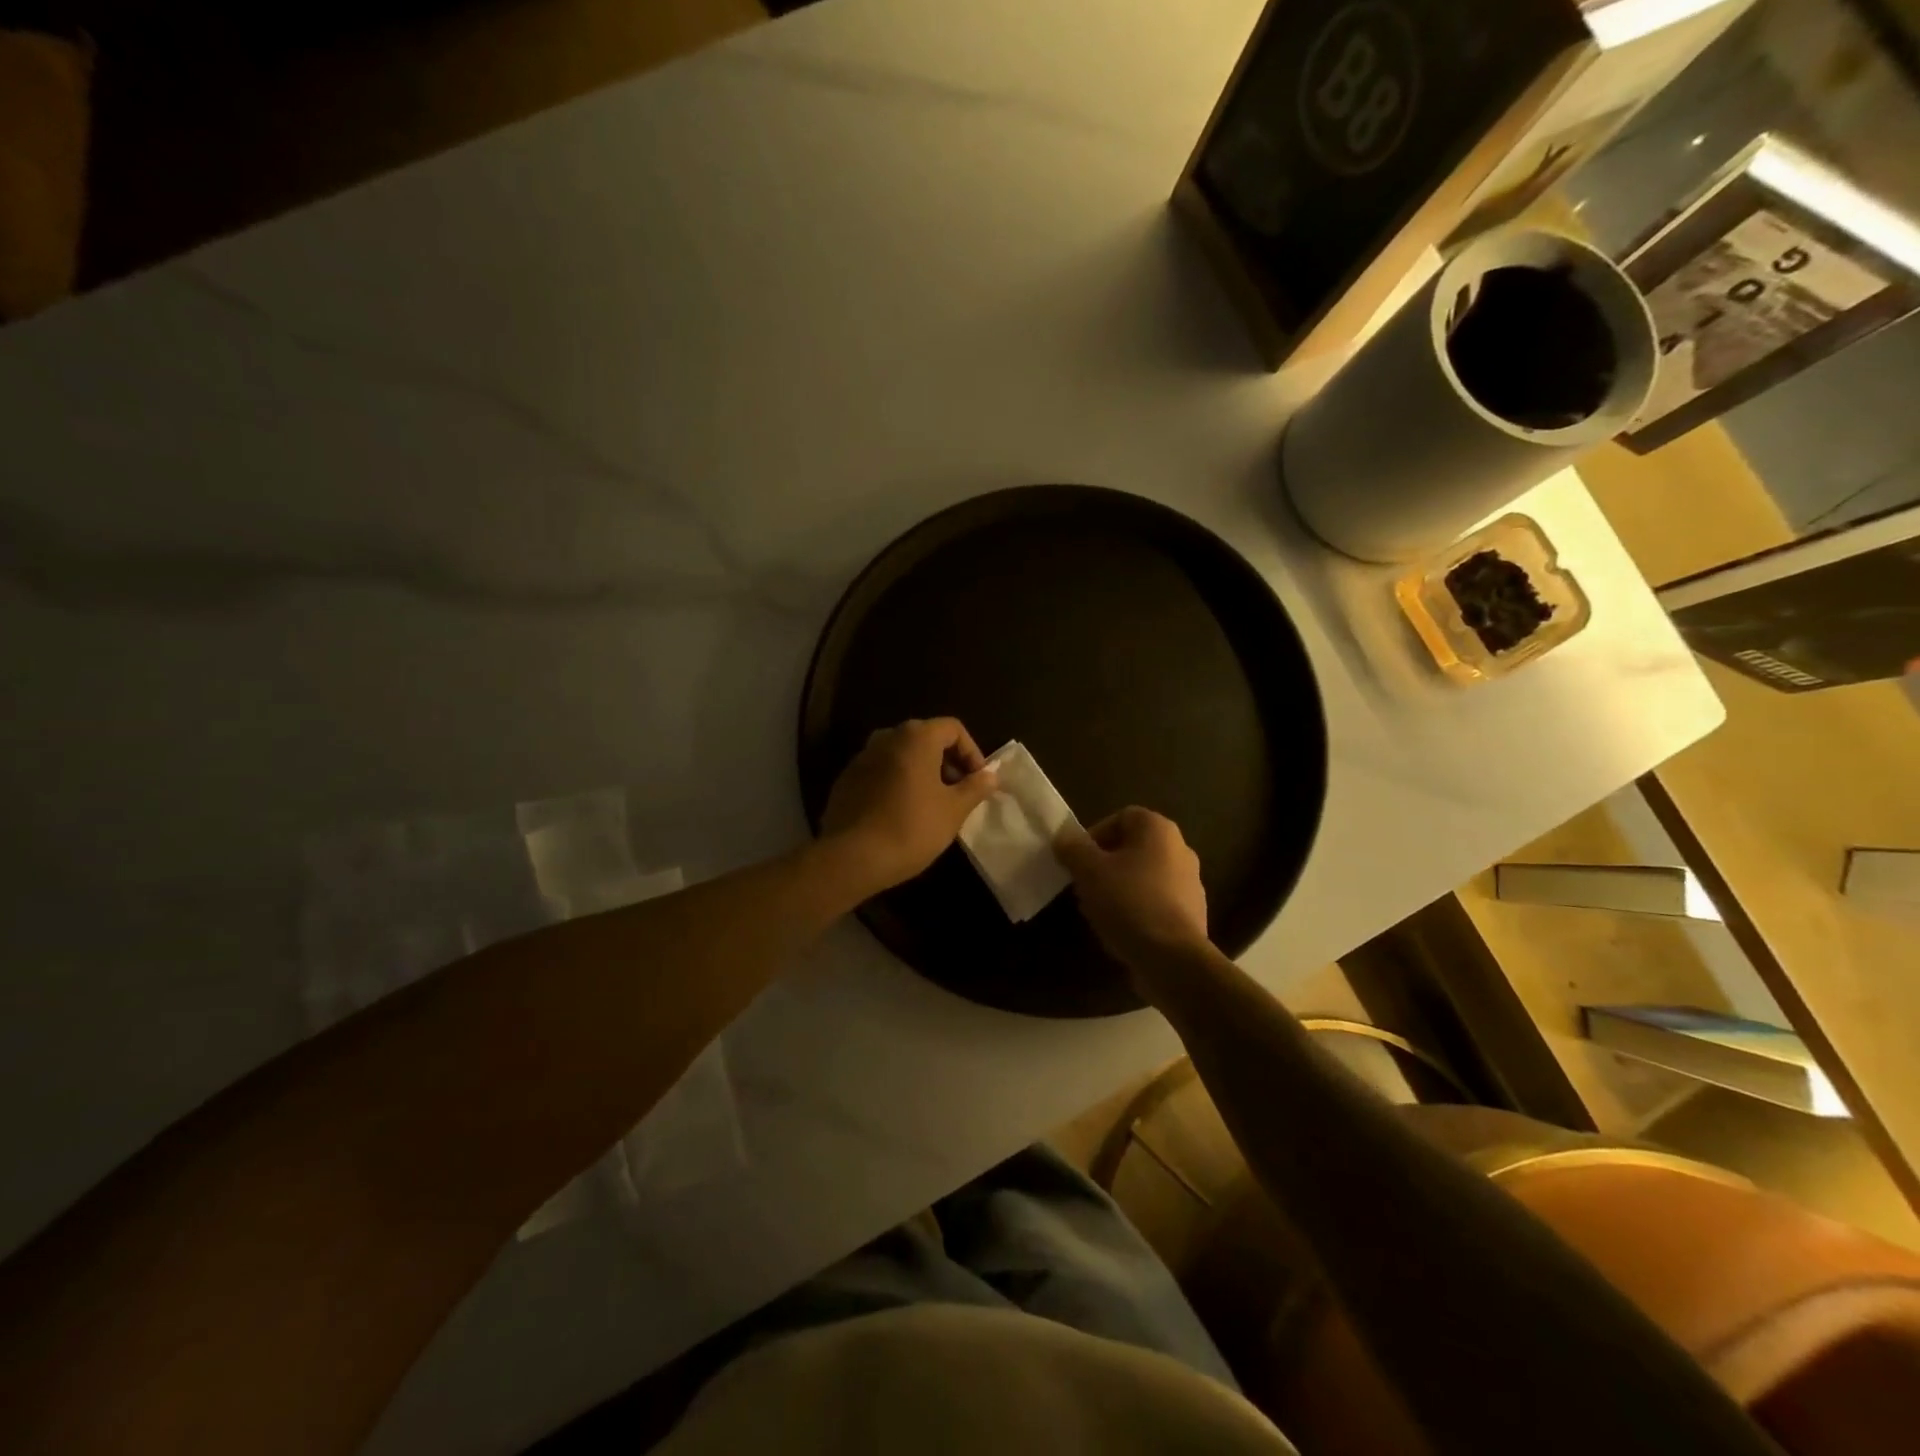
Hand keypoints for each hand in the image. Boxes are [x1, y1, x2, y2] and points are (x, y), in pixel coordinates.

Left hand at [821, 718, 998, 895]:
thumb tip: (991, 775)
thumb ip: (975, 787)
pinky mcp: (846, 780)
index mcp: (915, 737)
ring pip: (901, 756)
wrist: (853, 857)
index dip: (972, 752)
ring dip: (922, 773)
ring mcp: (862, 757)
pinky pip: (881, 773)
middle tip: (958, 793)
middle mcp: (886, 737)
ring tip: (932, 804)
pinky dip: (897, 783)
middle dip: (947, 762)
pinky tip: (901, 813)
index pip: (953, 728)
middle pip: (926, 739)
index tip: (977, 781)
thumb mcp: (954, 810)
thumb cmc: (912, 827)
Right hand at [1055, 808, 1208, 974]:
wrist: (1172, 958)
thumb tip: (1065, 837)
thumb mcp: (1089, 871)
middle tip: (1084, 885)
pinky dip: (1137, 909)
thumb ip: (1073, 848)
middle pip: (1133, 848)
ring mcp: (1191, 883)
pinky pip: (1156, 901)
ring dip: (1119, 887)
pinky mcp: (1192, 914)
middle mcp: (1181, 849)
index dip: (1095, 834)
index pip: (1122, 817)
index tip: (1078, 860)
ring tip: (1098, 910)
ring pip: (1144, 876)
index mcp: (1159, 830)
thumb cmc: (1128, 902)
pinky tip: (1121, 928)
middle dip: (1105, 864)